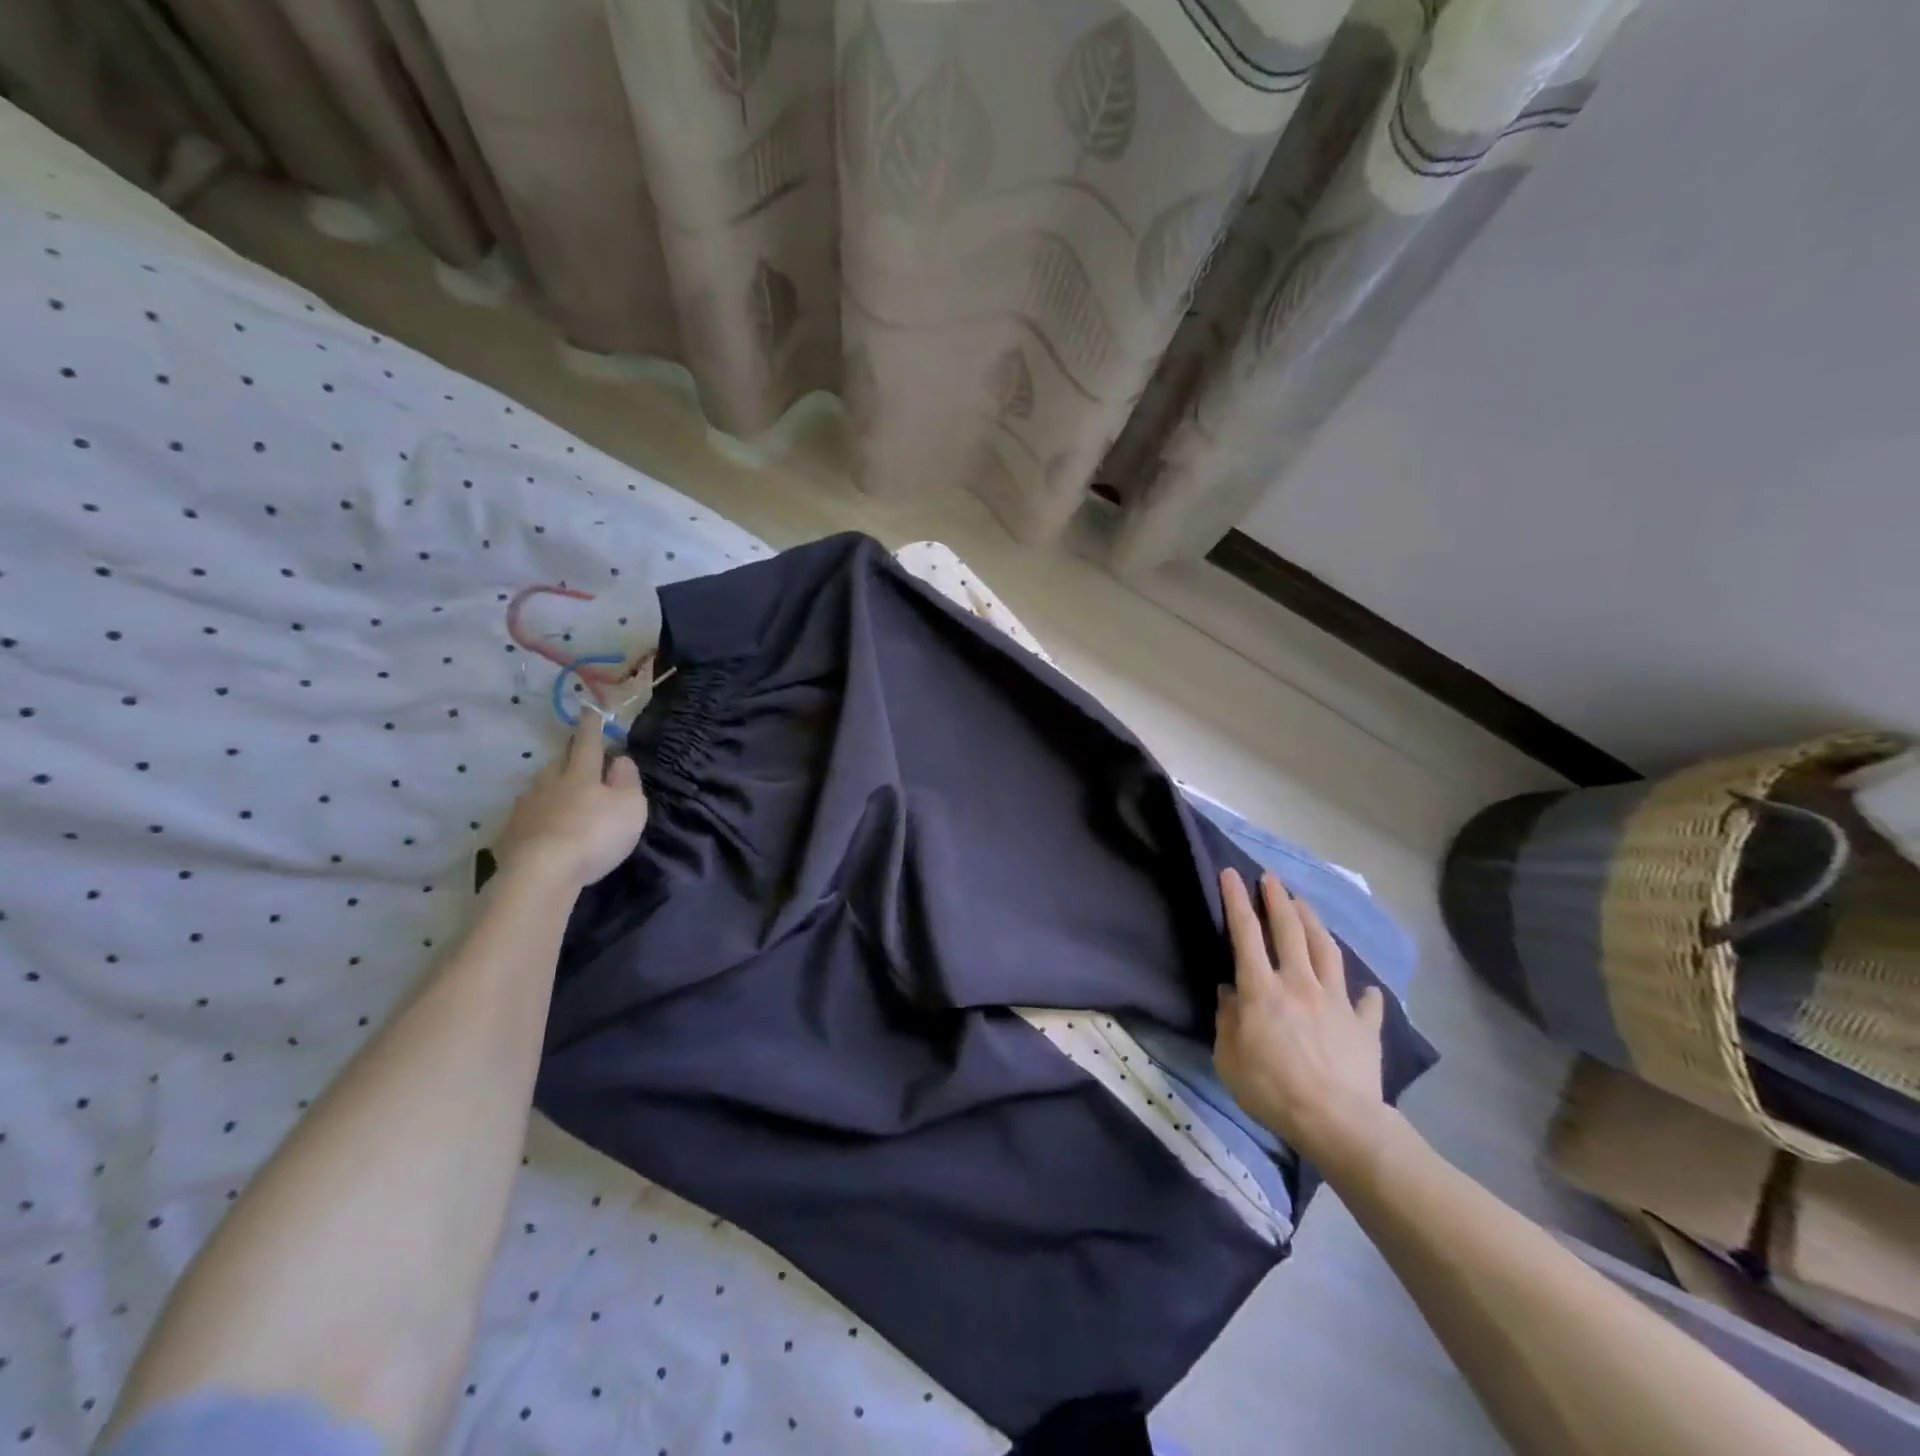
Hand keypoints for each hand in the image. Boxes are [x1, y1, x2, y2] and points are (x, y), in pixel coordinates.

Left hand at [493, 716, 650, 888]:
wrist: (541, 873)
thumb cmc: (595, 835)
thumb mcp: (630, 807)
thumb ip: (627, 781)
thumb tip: (620, 759)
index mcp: (581, 774)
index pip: (588, 743)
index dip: (591, 727)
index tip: (589, 709)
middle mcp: (549, 784)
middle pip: (558, 763)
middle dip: (568, 758)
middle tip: (575, 758)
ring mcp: (525, 808)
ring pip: (539, 788)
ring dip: (550, 787)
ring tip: (558, 796)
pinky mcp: (510, 834)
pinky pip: (526, 816)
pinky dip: (536, 816)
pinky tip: (541, 827)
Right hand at [1214, 868, 1389, 1167]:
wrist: (1337, 1121)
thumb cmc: (1272, 1089)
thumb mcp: (1228, 1057)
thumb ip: (1227, 1019)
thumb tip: (1228, 993)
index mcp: (1262, 989)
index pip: (1245, 934)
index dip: (1236, 901)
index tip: (1230, 874)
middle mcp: (1299, 983)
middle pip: (1289, 930)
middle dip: (1277, 899)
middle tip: (1271, 878)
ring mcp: (1335, 1001)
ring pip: (1325, 950)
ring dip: (1313, 923)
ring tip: (1304, 905)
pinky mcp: (1363, 1025)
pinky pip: (1365, 1003)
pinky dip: (1365, 993)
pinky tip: (1367, 989)